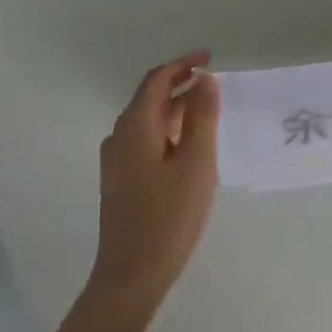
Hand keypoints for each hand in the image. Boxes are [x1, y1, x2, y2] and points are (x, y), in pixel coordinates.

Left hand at [92, 51, 220, 304]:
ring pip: (149, 122)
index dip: (182, 65)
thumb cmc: (169, 215)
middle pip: (150, 99)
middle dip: (181, 86)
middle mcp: (119, 137)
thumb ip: (202, 117)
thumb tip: (204, 80)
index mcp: (135, 127)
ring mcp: (117, 161)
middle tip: (215, 84)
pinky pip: (147, 141)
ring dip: (177, 110)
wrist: (132, 273)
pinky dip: (169, 131)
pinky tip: (190, 147)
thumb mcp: (197, 162)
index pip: (156, 81)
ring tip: (209, 111)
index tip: (210, 59)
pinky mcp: (121, 181)